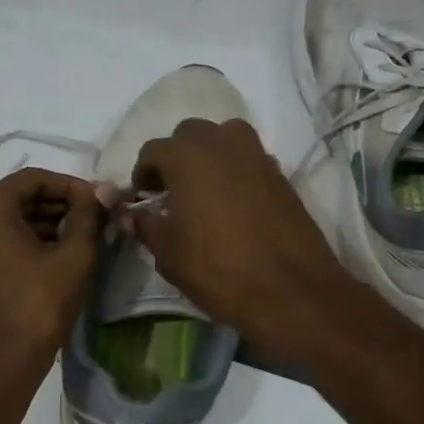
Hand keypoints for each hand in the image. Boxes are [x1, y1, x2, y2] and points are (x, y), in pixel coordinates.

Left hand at [0, 169, 103, 387]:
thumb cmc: (37, 306)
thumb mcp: (73, 256)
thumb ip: (88, 215)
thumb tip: (103, 191)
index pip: (36, 178)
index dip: (72, 186)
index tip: (101, 201)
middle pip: (21, 197)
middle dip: (60, 205)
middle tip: (96, 219)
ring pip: (11, 220)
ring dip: (47, 223)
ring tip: (83, 239)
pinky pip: (0, 240)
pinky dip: (29, 241)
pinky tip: (59, 256)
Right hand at [130, 119, 353, 358]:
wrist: (290, 290)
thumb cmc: (218, 269)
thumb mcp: (168, 253)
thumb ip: (146, 226)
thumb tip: (133, 214)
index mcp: (187, 157)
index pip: (153, 150)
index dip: (143, 174)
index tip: (144, 199)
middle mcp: (222, 144)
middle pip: (190, 133)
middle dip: (176, 156)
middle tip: (171, 191)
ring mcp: (256, 156)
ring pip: (224, 137)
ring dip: (209, 154)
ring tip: (204, 189)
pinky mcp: (280, 174)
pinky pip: (249, 158)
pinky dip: (236, 169)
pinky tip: (233, 203)